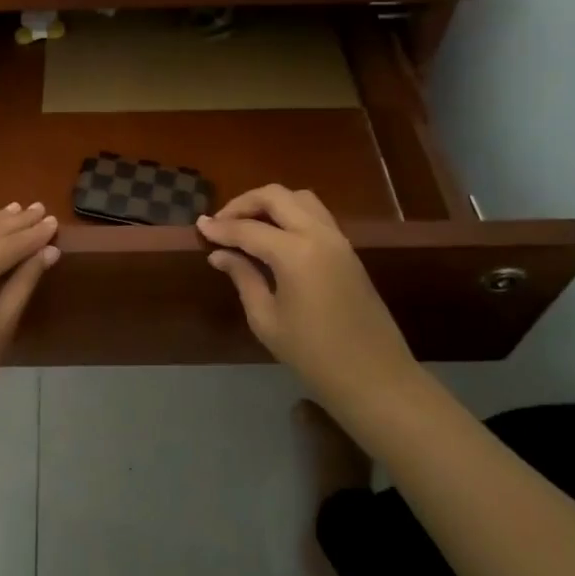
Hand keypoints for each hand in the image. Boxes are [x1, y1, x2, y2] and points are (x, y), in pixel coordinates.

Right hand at [196, 186, 421, 419]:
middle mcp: (318, 234)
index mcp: (295, 253)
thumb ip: (243, 278)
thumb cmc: (314, 356)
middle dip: (244, 203)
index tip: (199, 227)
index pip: (248, 229)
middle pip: (276, 196)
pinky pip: (315, 214)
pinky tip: (274, 235)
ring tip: (247, 224)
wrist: (375, 378)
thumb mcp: (267, 320)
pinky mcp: (347, 249)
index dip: (220, 228)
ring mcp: (337, 239)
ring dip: (270, 203)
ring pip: (299, 198)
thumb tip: (220, 254)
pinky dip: (290, 213)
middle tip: (221, 222)